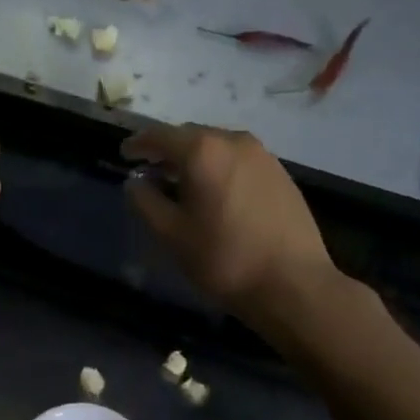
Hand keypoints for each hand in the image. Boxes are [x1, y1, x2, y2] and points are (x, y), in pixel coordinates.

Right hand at [122, 124, 336, 318]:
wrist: (294, 284)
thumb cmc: (224, 258)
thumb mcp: (171, 234)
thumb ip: (145, 201)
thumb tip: (136, 181)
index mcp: (203, 151)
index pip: (160, 135)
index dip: (139, 143)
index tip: (125, 154)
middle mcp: (234, 141)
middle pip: (191, 135)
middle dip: (168, 150)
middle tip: (151, 170)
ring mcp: (263, 156)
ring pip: (218, 146)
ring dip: (196, 158)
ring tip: (183, 183)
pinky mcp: (281, 173)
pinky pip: (239, 160)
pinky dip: (220, 167)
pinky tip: (216, 193)